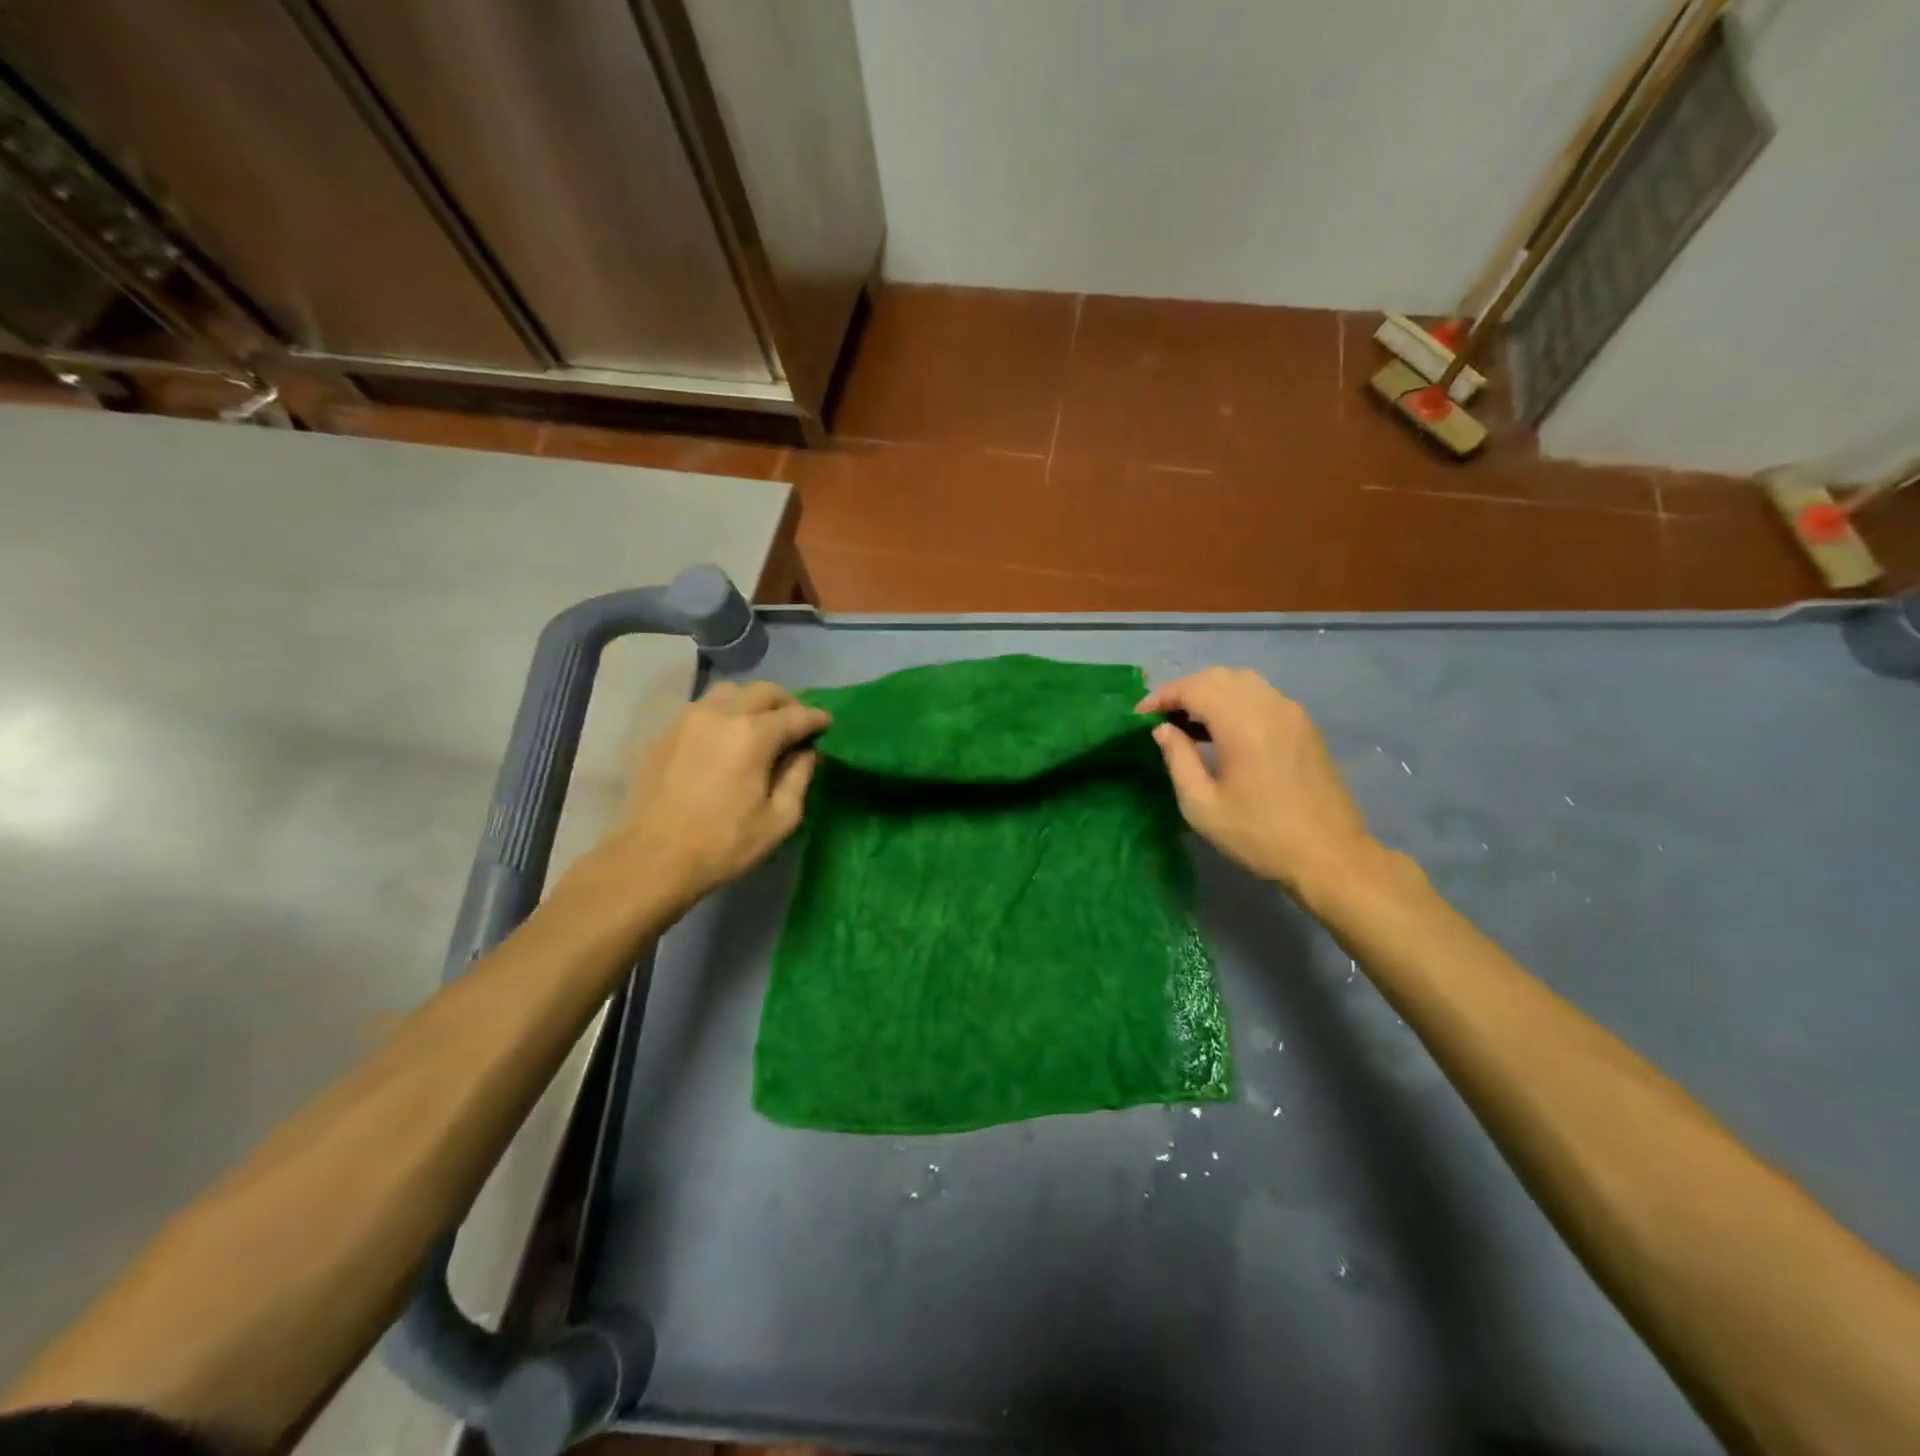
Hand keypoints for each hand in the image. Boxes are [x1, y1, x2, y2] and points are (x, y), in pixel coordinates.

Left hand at [595, 681, 829, 913]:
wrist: (652, 859)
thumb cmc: (723, 843)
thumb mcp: (779, 819)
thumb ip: (799, 777)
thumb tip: (806, 752)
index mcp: (753, 734)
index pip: (796, 715)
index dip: (817, 719)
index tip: (827, 724)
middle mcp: (721, 714)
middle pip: (763, 691)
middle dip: (786, 703)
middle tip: (795, 724)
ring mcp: (687, 719)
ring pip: (728, 692)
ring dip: (751, 703)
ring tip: (758, 727)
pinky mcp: (664, 733)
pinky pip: (701, 710)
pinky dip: (722, 716)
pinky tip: (724, 741)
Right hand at [1138, 668, 1377, 899]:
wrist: (1329, 856)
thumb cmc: (1259, 836)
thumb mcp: (1203, 806)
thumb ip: (1178, 760)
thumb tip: (1163, 730)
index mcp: (1242, 724)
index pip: (1194, 688)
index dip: (1163, 696)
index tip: (1141, 715)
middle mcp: (1270, 707)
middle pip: (1219, 677)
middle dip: (1185, 690)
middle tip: (1162, 717)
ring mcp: (1292, 714)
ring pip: (1244, 681)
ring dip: (1211, 692)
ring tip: (1190, 721)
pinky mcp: (1305, 726)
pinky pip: (1264, 696)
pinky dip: (1236, 700)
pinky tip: (1224, 730)